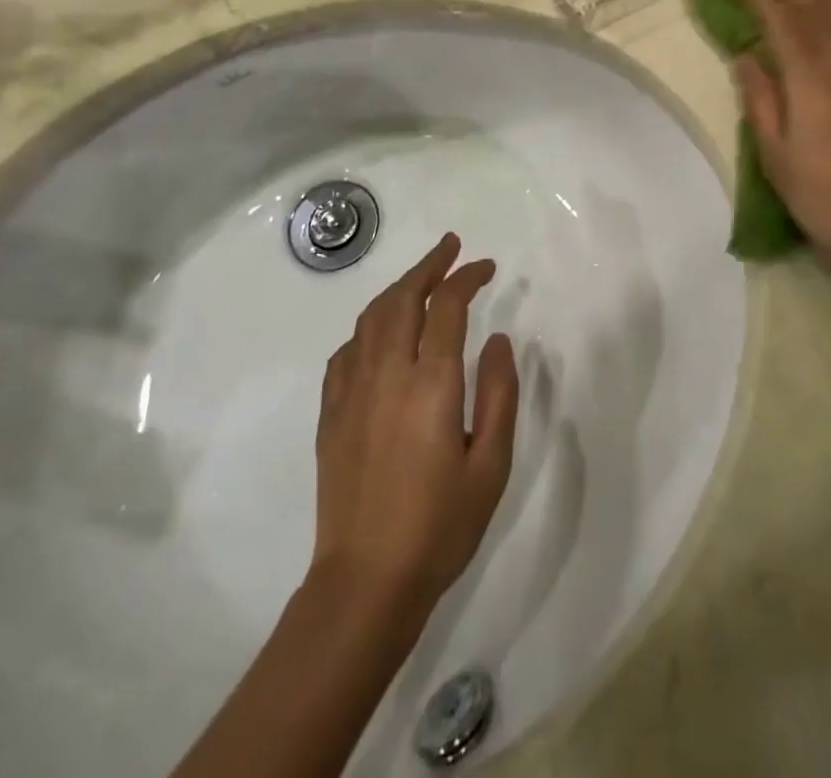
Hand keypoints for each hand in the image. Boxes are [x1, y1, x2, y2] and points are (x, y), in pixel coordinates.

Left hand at [313, 234, 518, 614]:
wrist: (366, 582)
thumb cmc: (440, 525)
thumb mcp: (491, 464)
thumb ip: (499, 393)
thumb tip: (498, 339)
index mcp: (430, 384)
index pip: (447, 307)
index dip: (467, 277)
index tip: (486, 267)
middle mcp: (386, 374)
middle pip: (403, 298)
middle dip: (429, 266)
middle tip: (451, 248)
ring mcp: (351, 392)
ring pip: (371, 318)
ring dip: (398, 288)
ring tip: (421, 278)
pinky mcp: (331, 413)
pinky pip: (347, 351)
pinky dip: (368, 327)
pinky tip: (381, 333)